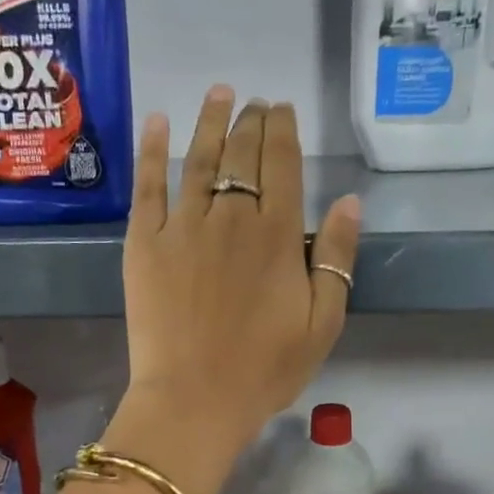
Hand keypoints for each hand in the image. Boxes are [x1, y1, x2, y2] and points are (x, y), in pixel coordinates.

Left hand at [122, 87, 361, 460]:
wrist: (194, 399)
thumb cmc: (265, 369)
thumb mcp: (323, 323)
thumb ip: (337, 258)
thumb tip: (349, 201)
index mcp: (277, 234)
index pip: (282, 163)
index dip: (283, 130)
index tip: (282, 110)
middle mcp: (230, 216)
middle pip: (242, 153)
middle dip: (251, 121)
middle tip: (254, 103)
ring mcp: (182, 226)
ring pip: (198, 158)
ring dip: (210, 121)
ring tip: (219, 94)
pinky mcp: (144, 243)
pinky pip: (147, 186)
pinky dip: (151, 150)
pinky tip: (156, 122)